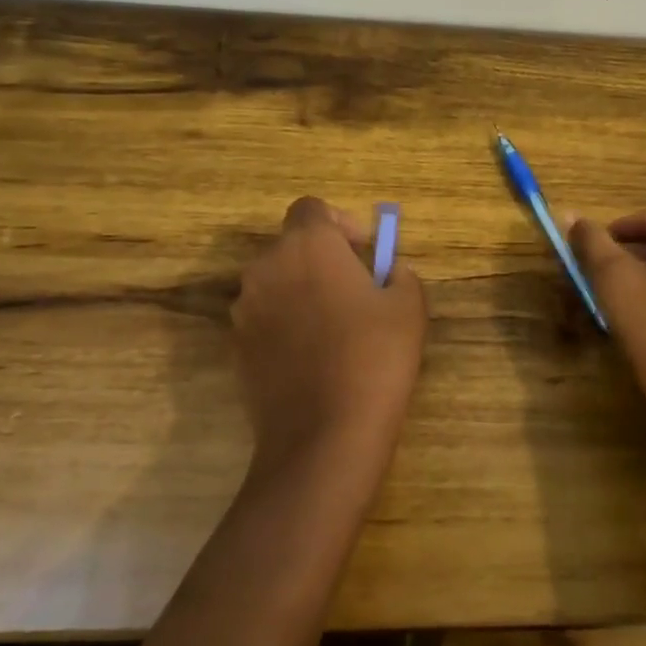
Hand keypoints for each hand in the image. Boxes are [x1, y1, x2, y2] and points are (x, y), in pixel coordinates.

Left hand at [231, 197, 426, 479]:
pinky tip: (313, 358)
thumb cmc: (374, 358)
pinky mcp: (236, 346)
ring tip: (335, 328)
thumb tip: (388, 272)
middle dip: (322, 258)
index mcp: (308, 246)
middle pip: (291, 246)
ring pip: (276, 282)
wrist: (324, 437)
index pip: (311, 207)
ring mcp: (245, 309)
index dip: (339, 222)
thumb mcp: (408, 307)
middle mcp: (267, 267)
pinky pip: (265, 318)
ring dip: (302, 290)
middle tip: (356, 290)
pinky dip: (286, 323)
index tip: (363, 252)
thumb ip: (400, 274)